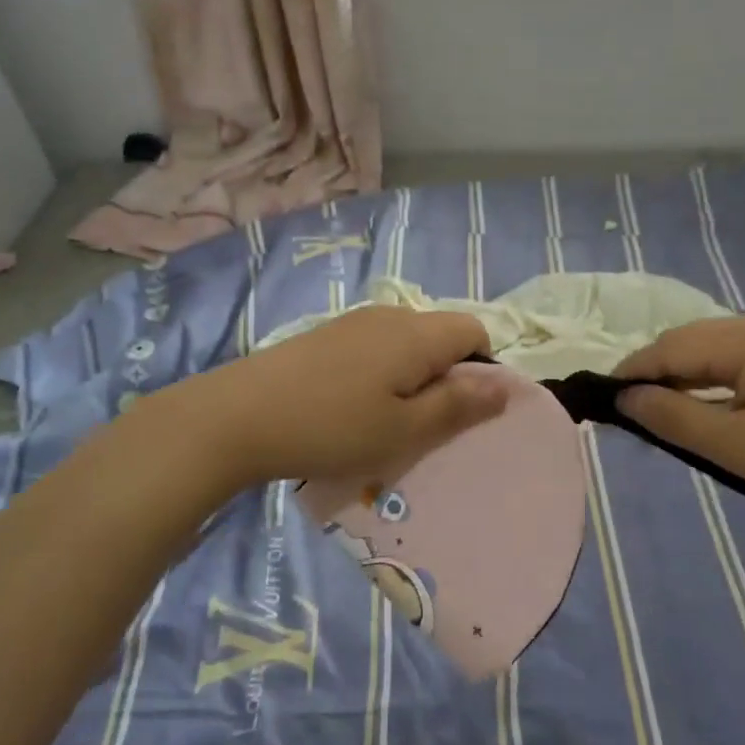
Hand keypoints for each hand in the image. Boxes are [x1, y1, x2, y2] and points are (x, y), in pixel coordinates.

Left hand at [162, 306, 507, 488]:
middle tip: (422, 427)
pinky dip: (380, 377)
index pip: (475, 330)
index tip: (460, 413)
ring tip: (384, 423)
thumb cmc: (332, 427)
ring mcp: (352, 323)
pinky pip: (374, 350)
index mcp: (416, 332)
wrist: (237, 416)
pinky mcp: (325, 336)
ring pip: (406, 345)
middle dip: (445, 378)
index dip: (482, 369)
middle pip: (440, 336)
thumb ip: (459, 405)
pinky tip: (351, 409)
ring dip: (411, 380)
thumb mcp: (404, 429)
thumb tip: (507, 385)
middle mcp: (389, 315)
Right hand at [613, 312, 744, 517]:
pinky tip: (709, 405)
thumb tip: (625, 397)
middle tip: (630, 410)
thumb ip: (672, 417)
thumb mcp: (735, 445)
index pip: (669, 347)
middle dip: (655, 372)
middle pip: (690, 340)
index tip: (601, 398)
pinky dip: (712, 379)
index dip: (631, 371)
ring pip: (714, 348)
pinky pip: (739, 358)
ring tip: (663, 411)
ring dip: (684, 375)